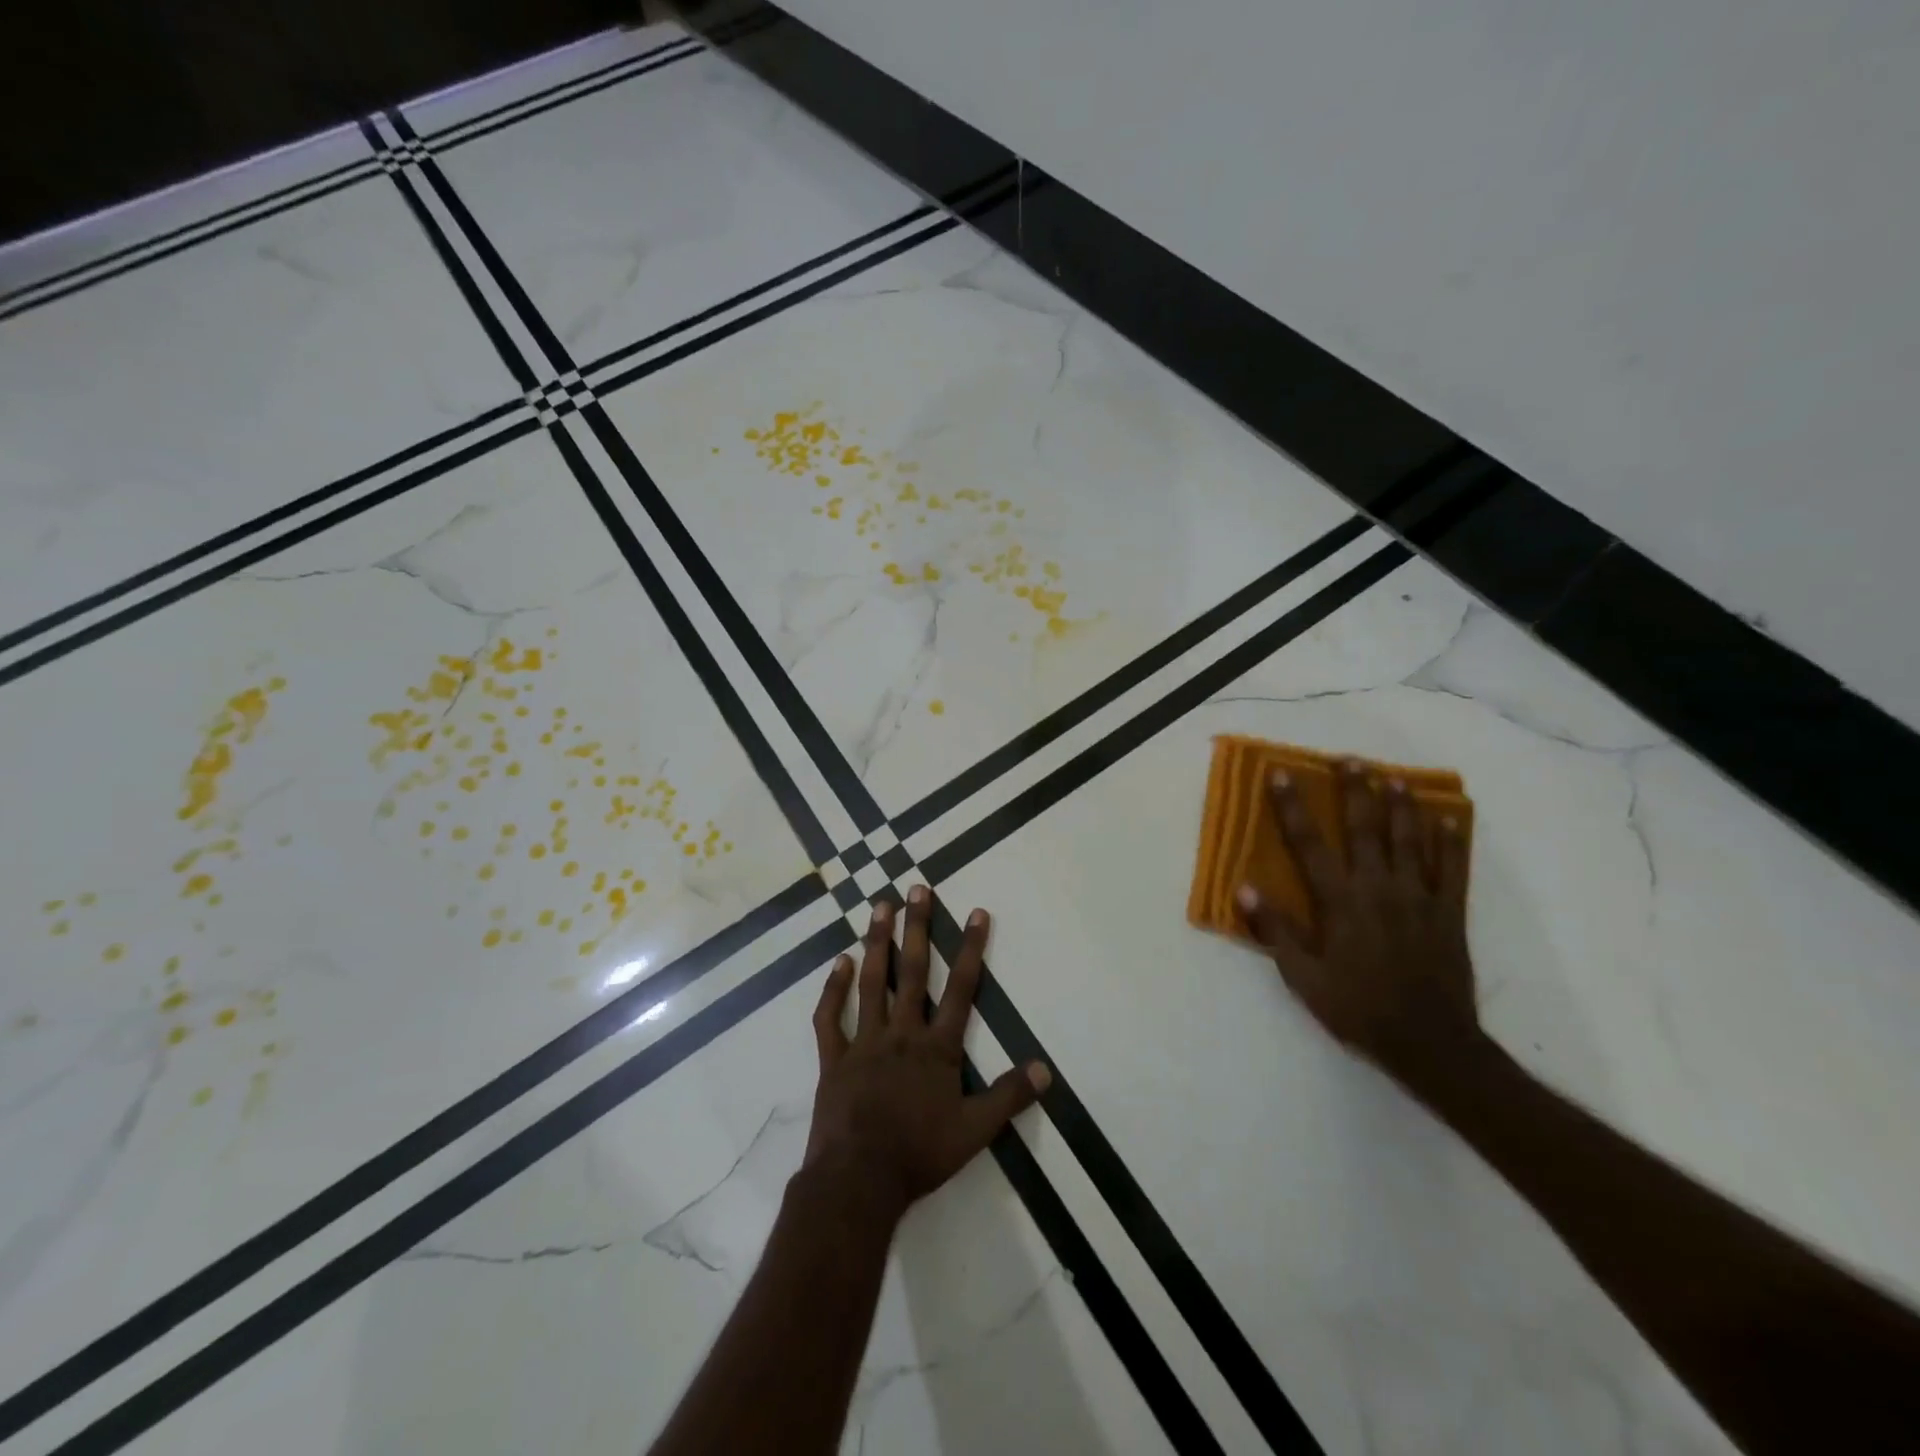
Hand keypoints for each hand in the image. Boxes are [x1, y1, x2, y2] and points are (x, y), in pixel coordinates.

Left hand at [804, 888, 1050, 1217]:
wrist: (858, 1180)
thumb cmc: (919, 1154)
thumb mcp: (975, 1131)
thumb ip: (1009, 1096)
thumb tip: (1046, 1069)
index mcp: (937, 1048)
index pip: (962, 989)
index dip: (972, 949)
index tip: (977, 913)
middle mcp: (902, 1033)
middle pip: (914, 972)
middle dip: (918, 928)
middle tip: (917, 889)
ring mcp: (865, 1042)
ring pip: (872, 982)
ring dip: (877, 943)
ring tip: (879, 906)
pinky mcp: (834, 1059)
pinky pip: (831, 1018)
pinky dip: (833, 989)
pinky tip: (838, 961)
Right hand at [1237, 760, 1481, 1085]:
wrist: (1430, 1043)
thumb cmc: (1357, 1008)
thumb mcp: (1303, 978)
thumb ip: (1275, 930)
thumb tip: (1244, 888)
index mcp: (1341, 902)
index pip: (1309, 844)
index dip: (1292, 807)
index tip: (1280, 774)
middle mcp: (1379, 889)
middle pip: (1365, 829)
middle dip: (1355, 791)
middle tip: (1349, 759)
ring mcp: (1419, 898)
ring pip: (1410, 841)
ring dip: (1401, 806)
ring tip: (1394, 778)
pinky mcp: (1449, 914)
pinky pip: (1452, 870)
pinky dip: (1451, 843)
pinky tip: (1450, 821)